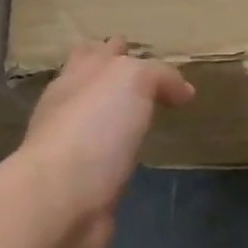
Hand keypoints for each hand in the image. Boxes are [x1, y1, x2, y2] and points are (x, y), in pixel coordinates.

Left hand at [16, 40, 193, 247]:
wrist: (64, 198)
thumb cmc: (94, 129)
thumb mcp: (132, 80)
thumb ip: (159, 75)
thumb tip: (183, 91)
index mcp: (77, 78)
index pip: (94, 53)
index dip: (115, 49)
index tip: (138, 50)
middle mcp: (69, 108)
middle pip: (90, 84)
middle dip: (109, 78)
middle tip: (144, 80)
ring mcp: (74, 147)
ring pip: (97, 121)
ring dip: (116, 115)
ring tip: (144, 114)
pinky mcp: (85, 183)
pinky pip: (105, 157)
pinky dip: (118, 150)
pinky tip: (134, 154)